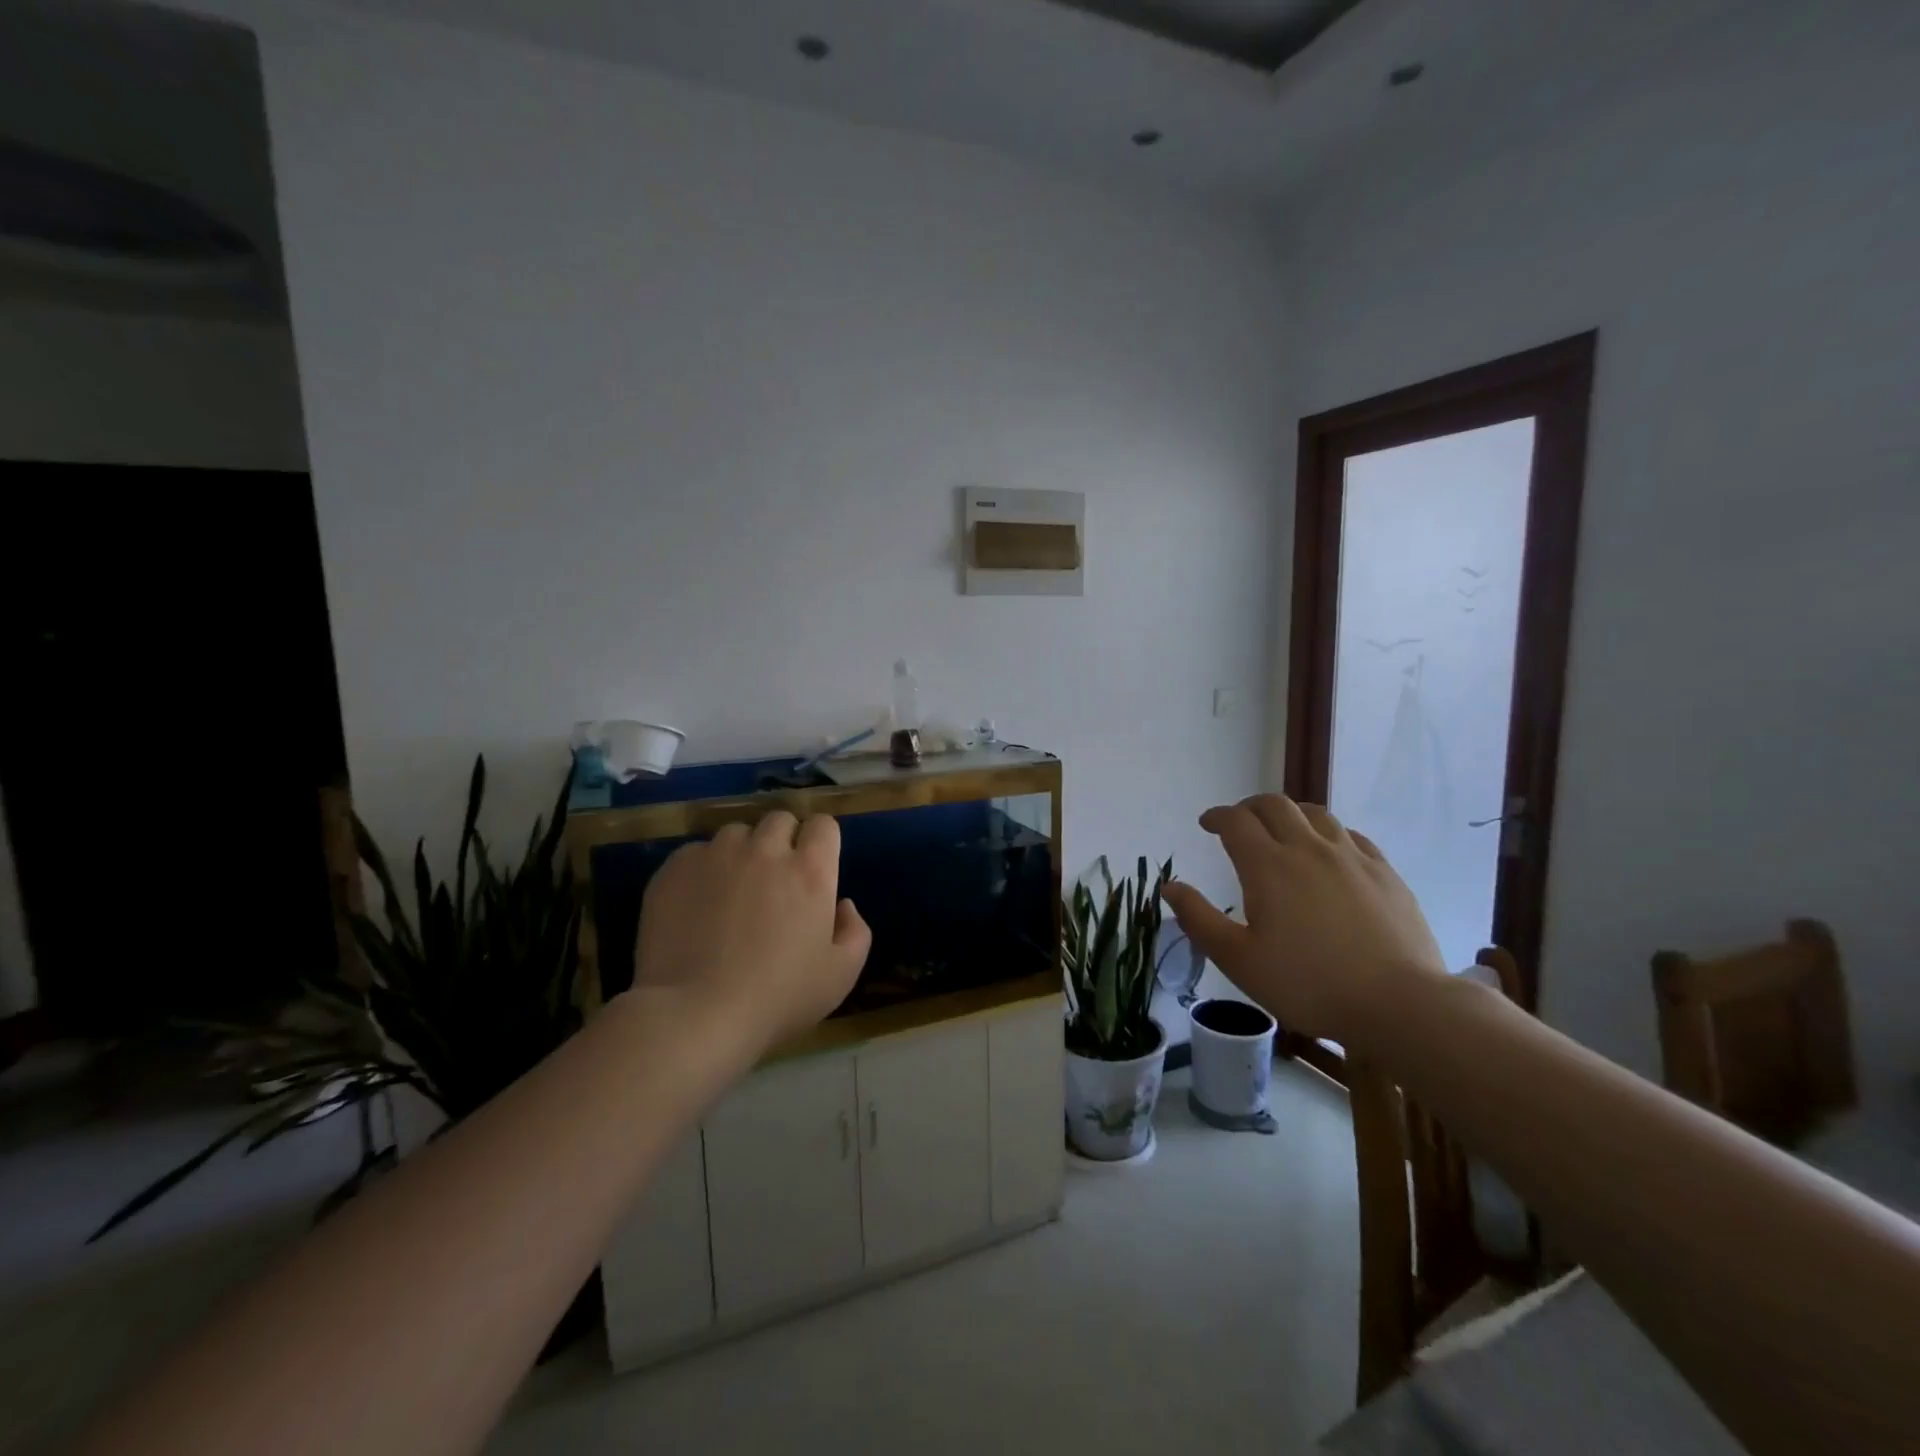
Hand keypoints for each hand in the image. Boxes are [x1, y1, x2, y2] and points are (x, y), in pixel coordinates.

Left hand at [628, 812, 871, 1056]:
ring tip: (731, 891)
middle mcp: (766, 850)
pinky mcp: (676, 869)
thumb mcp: (840, 976)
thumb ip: (855, 932)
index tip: (814, 868)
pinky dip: (703, 869)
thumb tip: (843, 904)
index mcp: (811, 871)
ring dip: (742, 852)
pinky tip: (697, 905)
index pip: (823, 824)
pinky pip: (696, 853)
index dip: (820, 842)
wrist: (694, 1015)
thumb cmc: (777, 999)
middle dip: (782, 841)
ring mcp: (717, 855)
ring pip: (736, 833)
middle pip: (780, 820)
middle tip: (775, 881)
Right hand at [1160, 795, 1445, 1042]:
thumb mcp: (1239, 960)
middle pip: (1274, 805)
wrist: (1399, 1003)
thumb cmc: (1308, 984)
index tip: (1206, 824)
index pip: (1236, 821)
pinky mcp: (1385, 872)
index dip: (1217, 816)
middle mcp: (1308, 849)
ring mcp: (1351, 857)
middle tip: (1238, 822)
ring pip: (1315, 813)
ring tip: (1282, 830)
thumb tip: (1170, 887)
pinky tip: (1329, 852)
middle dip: (1249, 807)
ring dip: (1290, 814)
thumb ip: (1199, 919)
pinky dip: (1328, 833)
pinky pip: (1351, 835)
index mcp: (1268, 866)